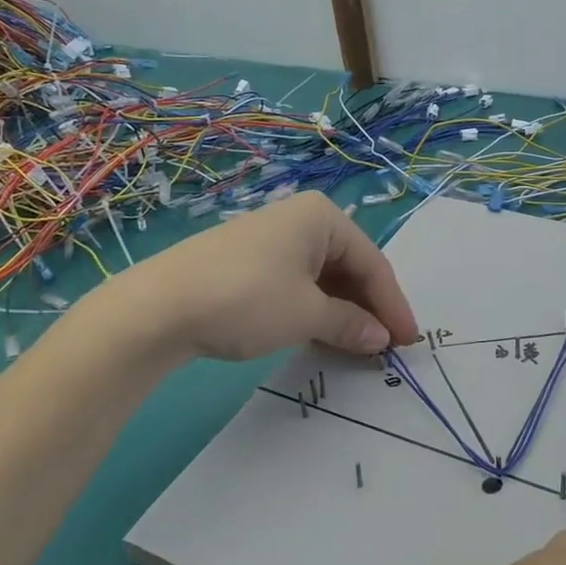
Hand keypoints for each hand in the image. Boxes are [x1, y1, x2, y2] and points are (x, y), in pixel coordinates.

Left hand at [129, 191, 418, 361]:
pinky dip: (314, 309)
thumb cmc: (247, 299)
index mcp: (322, 217)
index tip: (408, 342)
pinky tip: (319, 335)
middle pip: (349, 267)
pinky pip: (297, 283)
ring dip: (342, 312)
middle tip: (384, 347)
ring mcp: (271, 239)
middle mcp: (300, 219)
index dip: (393, 305)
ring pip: (323, 277)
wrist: (157, 307)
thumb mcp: (307, 315)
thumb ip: (350, 324)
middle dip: (368, 308)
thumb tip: (381, 339)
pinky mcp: (248, 261)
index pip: (372, 263)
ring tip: (356, 346)